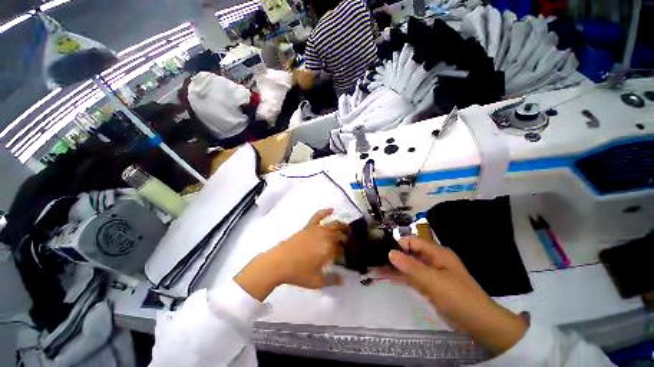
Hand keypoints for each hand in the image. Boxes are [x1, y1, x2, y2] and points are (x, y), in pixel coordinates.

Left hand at [234, 209, 348, 301]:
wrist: (278, 263)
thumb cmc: (298, 273)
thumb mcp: (316, 281)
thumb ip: (331, 280)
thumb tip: (343, 280)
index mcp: (329, 249)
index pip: (341, 248)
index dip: (345, 252)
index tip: (346, 255)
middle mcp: (325, 236)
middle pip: (340, 235)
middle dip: (346, 239)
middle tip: (348, 243)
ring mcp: (316, 229)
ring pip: (333, 224)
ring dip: (341, 226)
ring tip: (346, 229)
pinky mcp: (308, 226)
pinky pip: (318, 216)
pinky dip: (325, 211)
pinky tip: (331, 209)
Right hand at [385, 237, 527, 354]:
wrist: (479, 323)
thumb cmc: (458, 297)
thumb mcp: (433, 281)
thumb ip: (410, 267)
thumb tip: (390, 253)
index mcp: (437, 253)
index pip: (412, 242)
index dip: (398, 244)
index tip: (382, 250)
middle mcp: (432, 259)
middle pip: (409, 253)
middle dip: (393, 256)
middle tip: (375, 258)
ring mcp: (431, 273)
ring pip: (409, 266)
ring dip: (395, 267)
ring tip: (376, 267)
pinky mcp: (430, 285)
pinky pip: (412, 277)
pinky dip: (401, 277)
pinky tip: (387, 277)